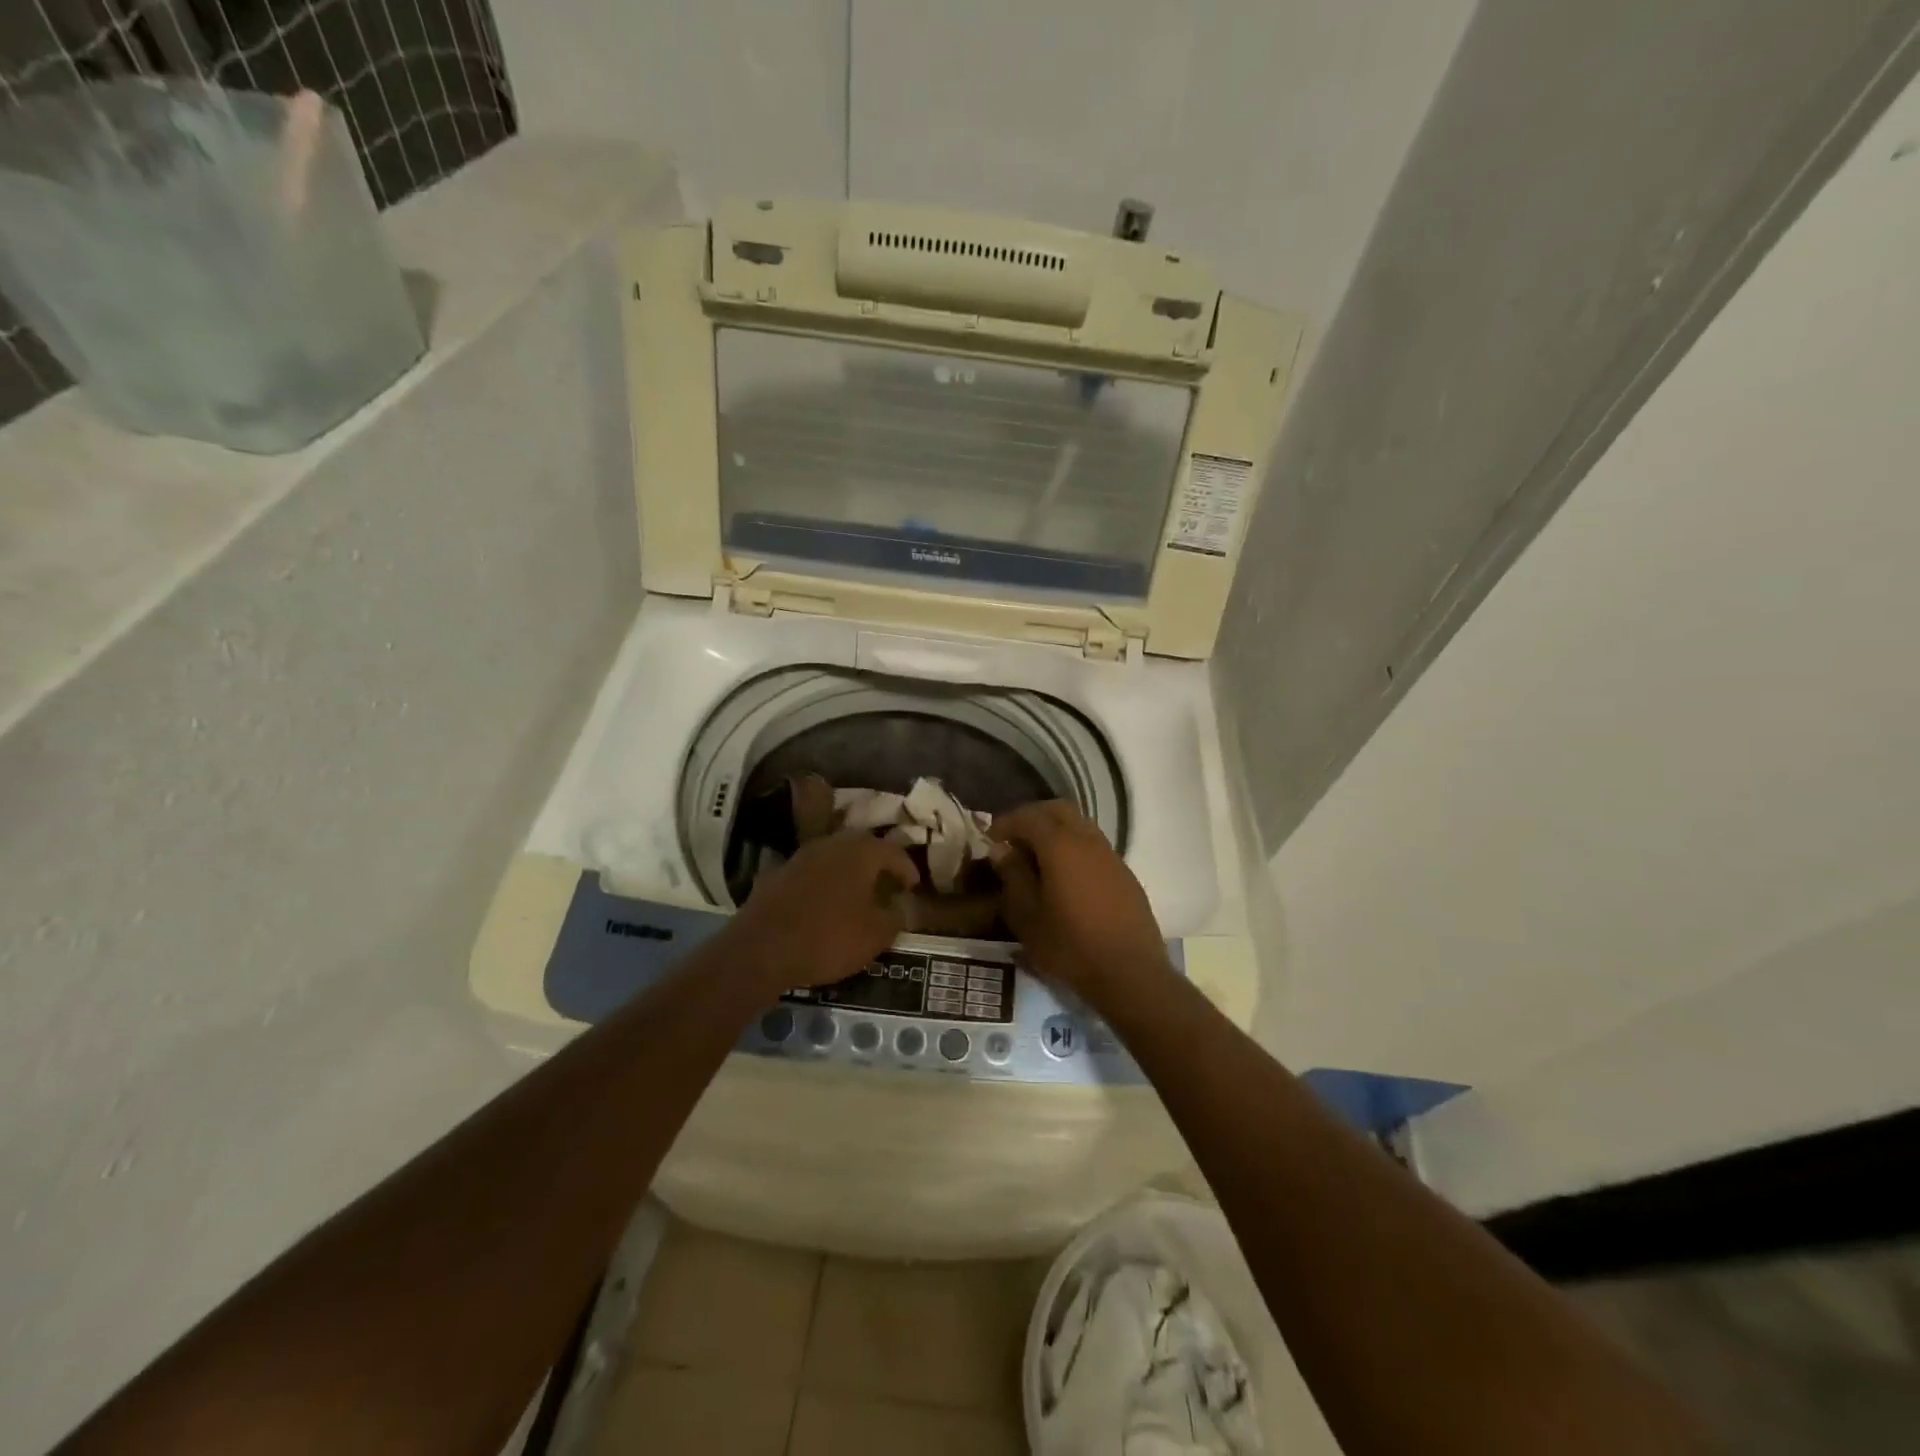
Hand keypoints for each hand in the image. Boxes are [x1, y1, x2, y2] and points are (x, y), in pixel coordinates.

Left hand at [727, 831, 920, 995]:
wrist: (762, 948)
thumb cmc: (829, 937)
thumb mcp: (876, 934)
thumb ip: (895, 916)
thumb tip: (901, 904)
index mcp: (861, 851)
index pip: (893, 852)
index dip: (907, 869)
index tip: (913, 886)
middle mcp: (832, 844)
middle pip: (862, 847)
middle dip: (877, 863)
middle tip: (888, 884)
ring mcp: (801, 856)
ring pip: (835, 857)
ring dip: (849, 871)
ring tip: (859, 894)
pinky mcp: (778, 873)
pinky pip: (812, 873)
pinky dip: (825, 883)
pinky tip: (826, 903)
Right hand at [989, 801, 1174, 1005]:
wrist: (1130, 973)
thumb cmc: (1070, 946)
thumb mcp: (1027, 917)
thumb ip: (1012, 877)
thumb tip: (1002, 851)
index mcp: (1060, 845)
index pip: (1028, 816)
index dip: (1006, 822)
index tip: (990, 839)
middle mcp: (1088, 840)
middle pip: (1058, 810)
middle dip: (1032, 817)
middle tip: (1014, 839)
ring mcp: (1110, 855)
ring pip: (1079, 825)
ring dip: (1055, 831)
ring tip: (1037, 859)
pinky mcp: (1124, 873)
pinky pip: (1094, 846)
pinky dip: (1074, 848)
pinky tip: (1065, 877)